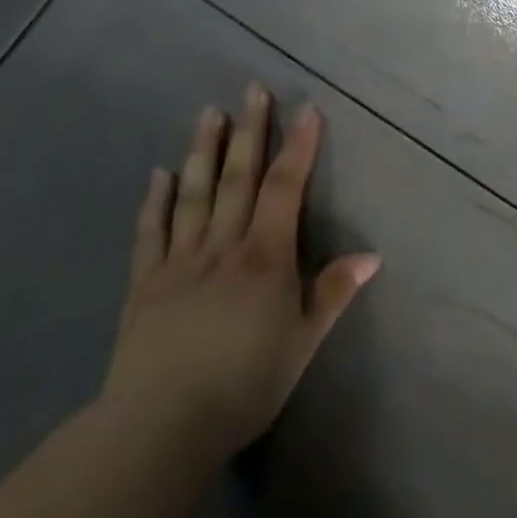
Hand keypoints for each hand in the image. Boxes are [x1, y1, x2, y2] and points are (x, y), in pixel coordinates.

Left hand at [103, 85, 379, 462]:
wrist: (160, 428)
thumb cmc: (244, 384)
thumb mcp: (302, 342)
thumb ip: (332, 294)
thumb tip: (371, 256)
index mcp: (265, 256)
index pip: (285, 187)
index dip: (298, 146)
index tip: (306, 109)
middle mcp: (223, 246)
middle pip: (238, 177)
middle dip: (250, 131)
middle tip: (252, 89)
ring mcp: (180, 261)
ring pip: (195, 194)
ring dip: (203, 151)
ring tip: (209, 113)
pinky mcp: (145, 285)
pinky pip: (151, 234)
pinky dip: (155, 201)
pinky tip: (158, 174)